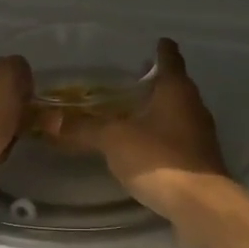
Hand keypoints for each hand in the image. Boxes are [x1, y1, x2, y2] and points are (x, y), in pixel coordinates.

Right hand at [36, 39, 227, 219]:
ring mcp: (200, 135)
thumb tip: (48, 121)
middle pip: (175, 86)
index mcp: (177, 90)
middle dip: (154, 82)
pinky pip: (176, 138)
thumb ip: (84, 129)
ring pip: (176, 113)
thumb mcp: (114, 140)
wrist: (199, 205)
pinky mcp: (199, 160)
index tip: (151, 42)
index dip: (160, 49)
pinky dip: (160, 136)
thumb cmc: (159, 159)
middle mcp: (193, 106)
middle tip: (128, 80)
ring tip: (129, 113)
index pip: (170, 58)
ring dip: (157, 111)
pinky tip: (142, 146)